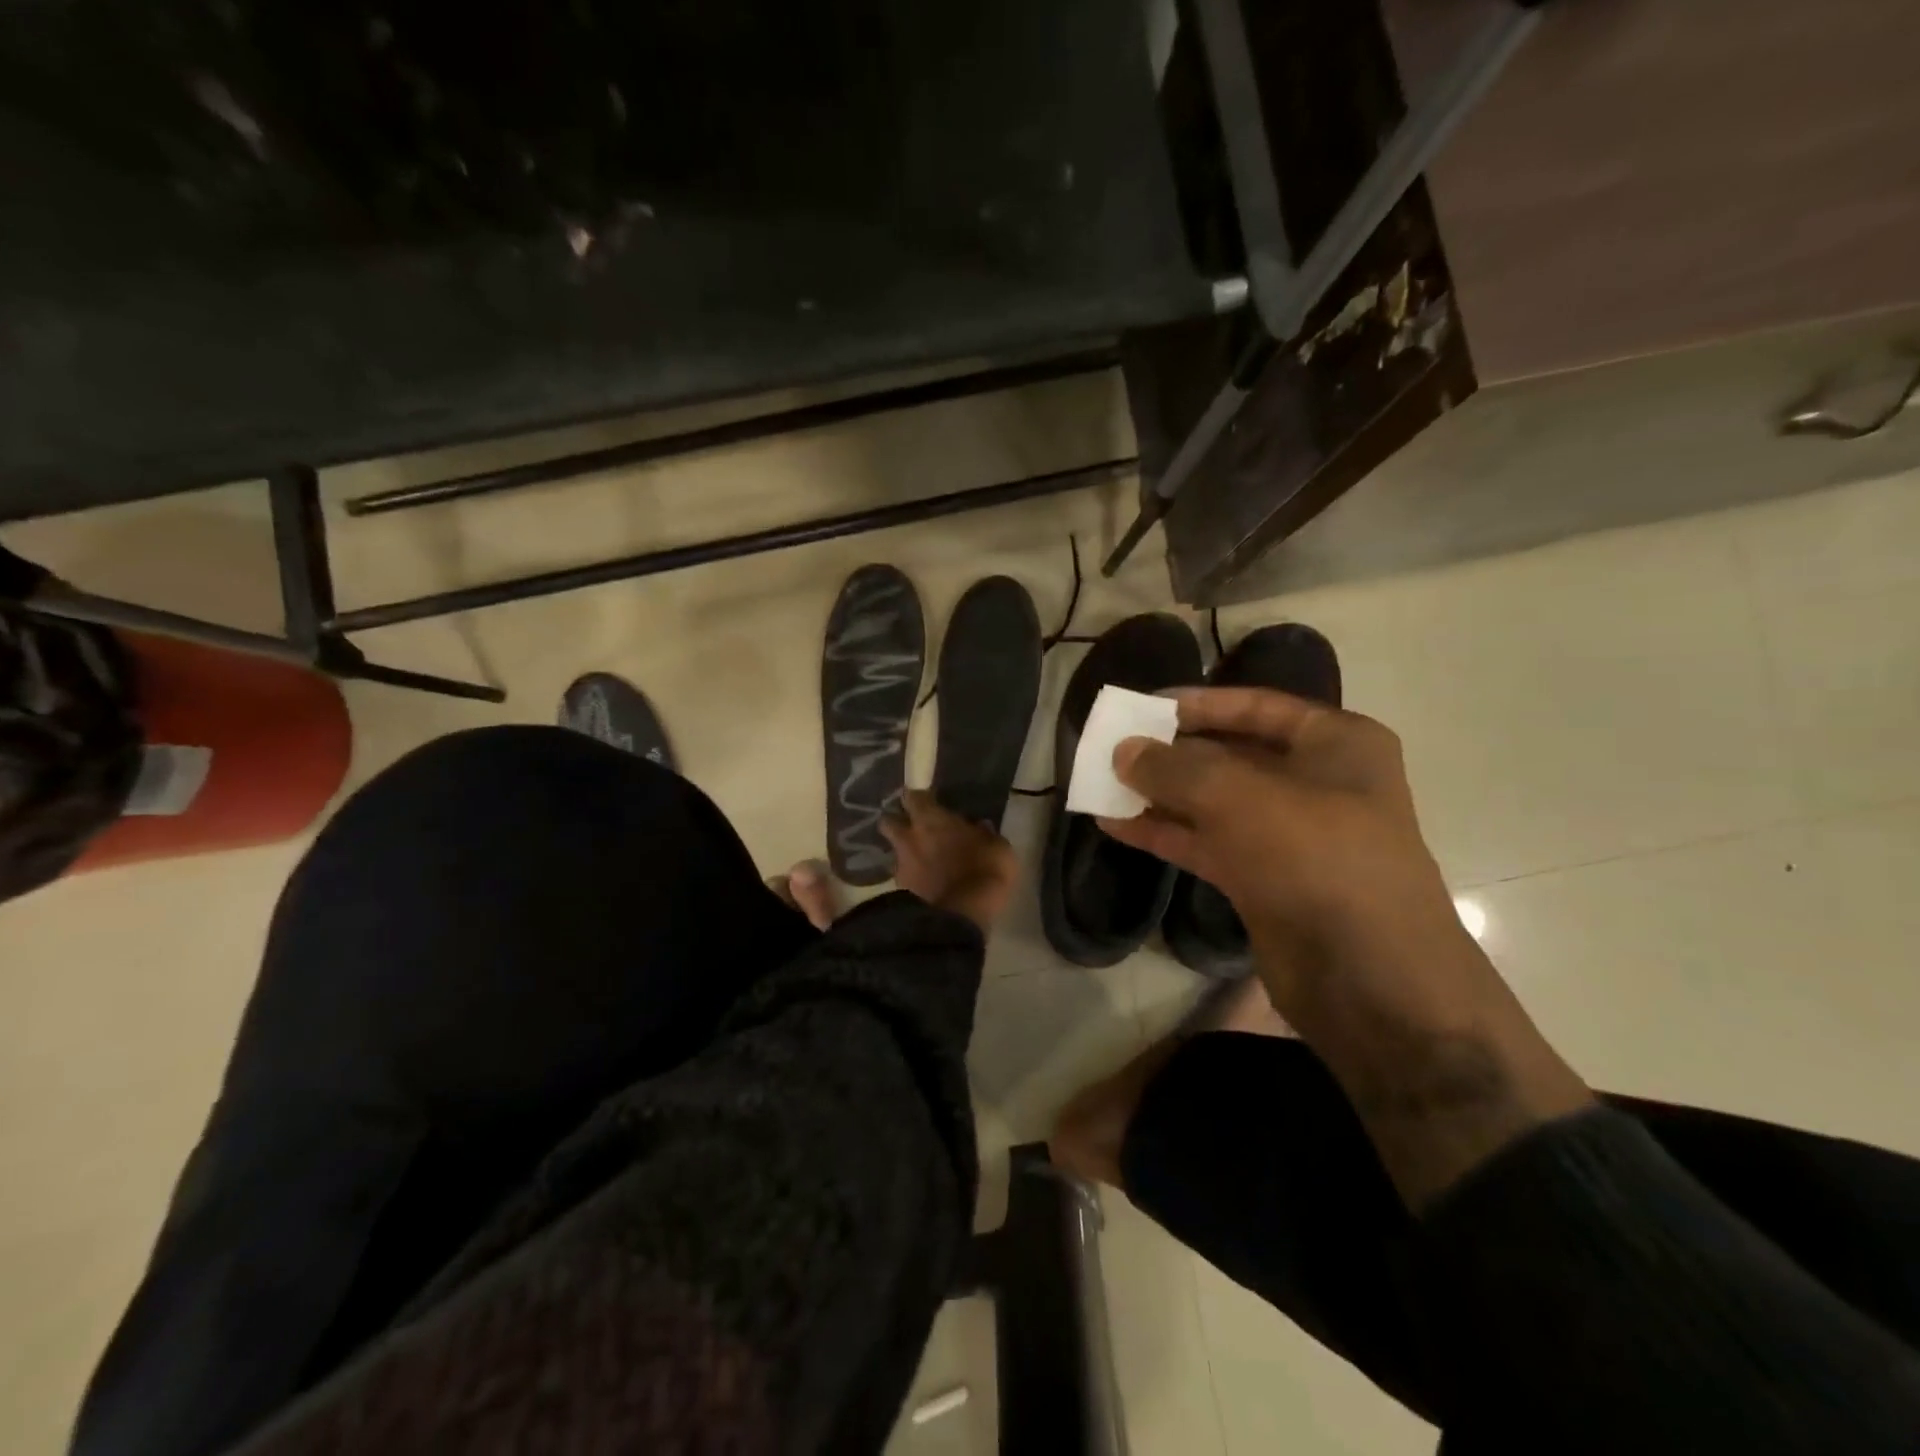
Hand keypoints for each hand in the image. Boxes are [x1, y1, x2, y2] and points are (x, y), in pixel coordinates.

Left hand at [882, 790, 1016, 934]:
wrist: (959, 916)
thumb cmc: (983, 872)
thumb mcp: (998, 849)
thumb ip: (985, 835)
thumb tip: (981, 827)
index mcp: (931, 819)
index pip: (914, 796)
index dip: (917, 797)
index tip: (925, 798)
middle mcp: (909, 837)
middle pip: (888, 821)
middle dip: (896, 821)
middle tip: (911, 825)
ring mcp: (902, 865)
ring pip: (895, 850)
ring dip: (904, 851)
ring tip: (919, 858)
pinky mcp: (901, 891)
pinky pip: (903, 876)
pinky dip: (911, 876)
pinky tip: (924, 882)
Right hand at [1100, 687, 1460, 1015]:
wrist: (1370, 978)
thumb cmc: (1316, 858)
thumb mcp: (1239, 797)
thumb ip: (1174, 768)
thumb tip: (1123, 751)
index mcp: (1335, 744)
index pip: (1256, 705)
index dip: (1197, 702)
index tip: (1142, 705)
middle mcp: (1315, 783)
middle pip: (1229, 754)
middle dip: (1171, 752)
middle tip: (1113, 748)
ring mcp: (1289, 835)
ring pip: (1212, 802)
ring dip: (1159, 795)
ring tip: (1102, 785)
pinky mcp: (1264, 879)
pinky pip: (1206, 843)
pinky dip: (1164, 834)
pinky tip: (1115, 826)